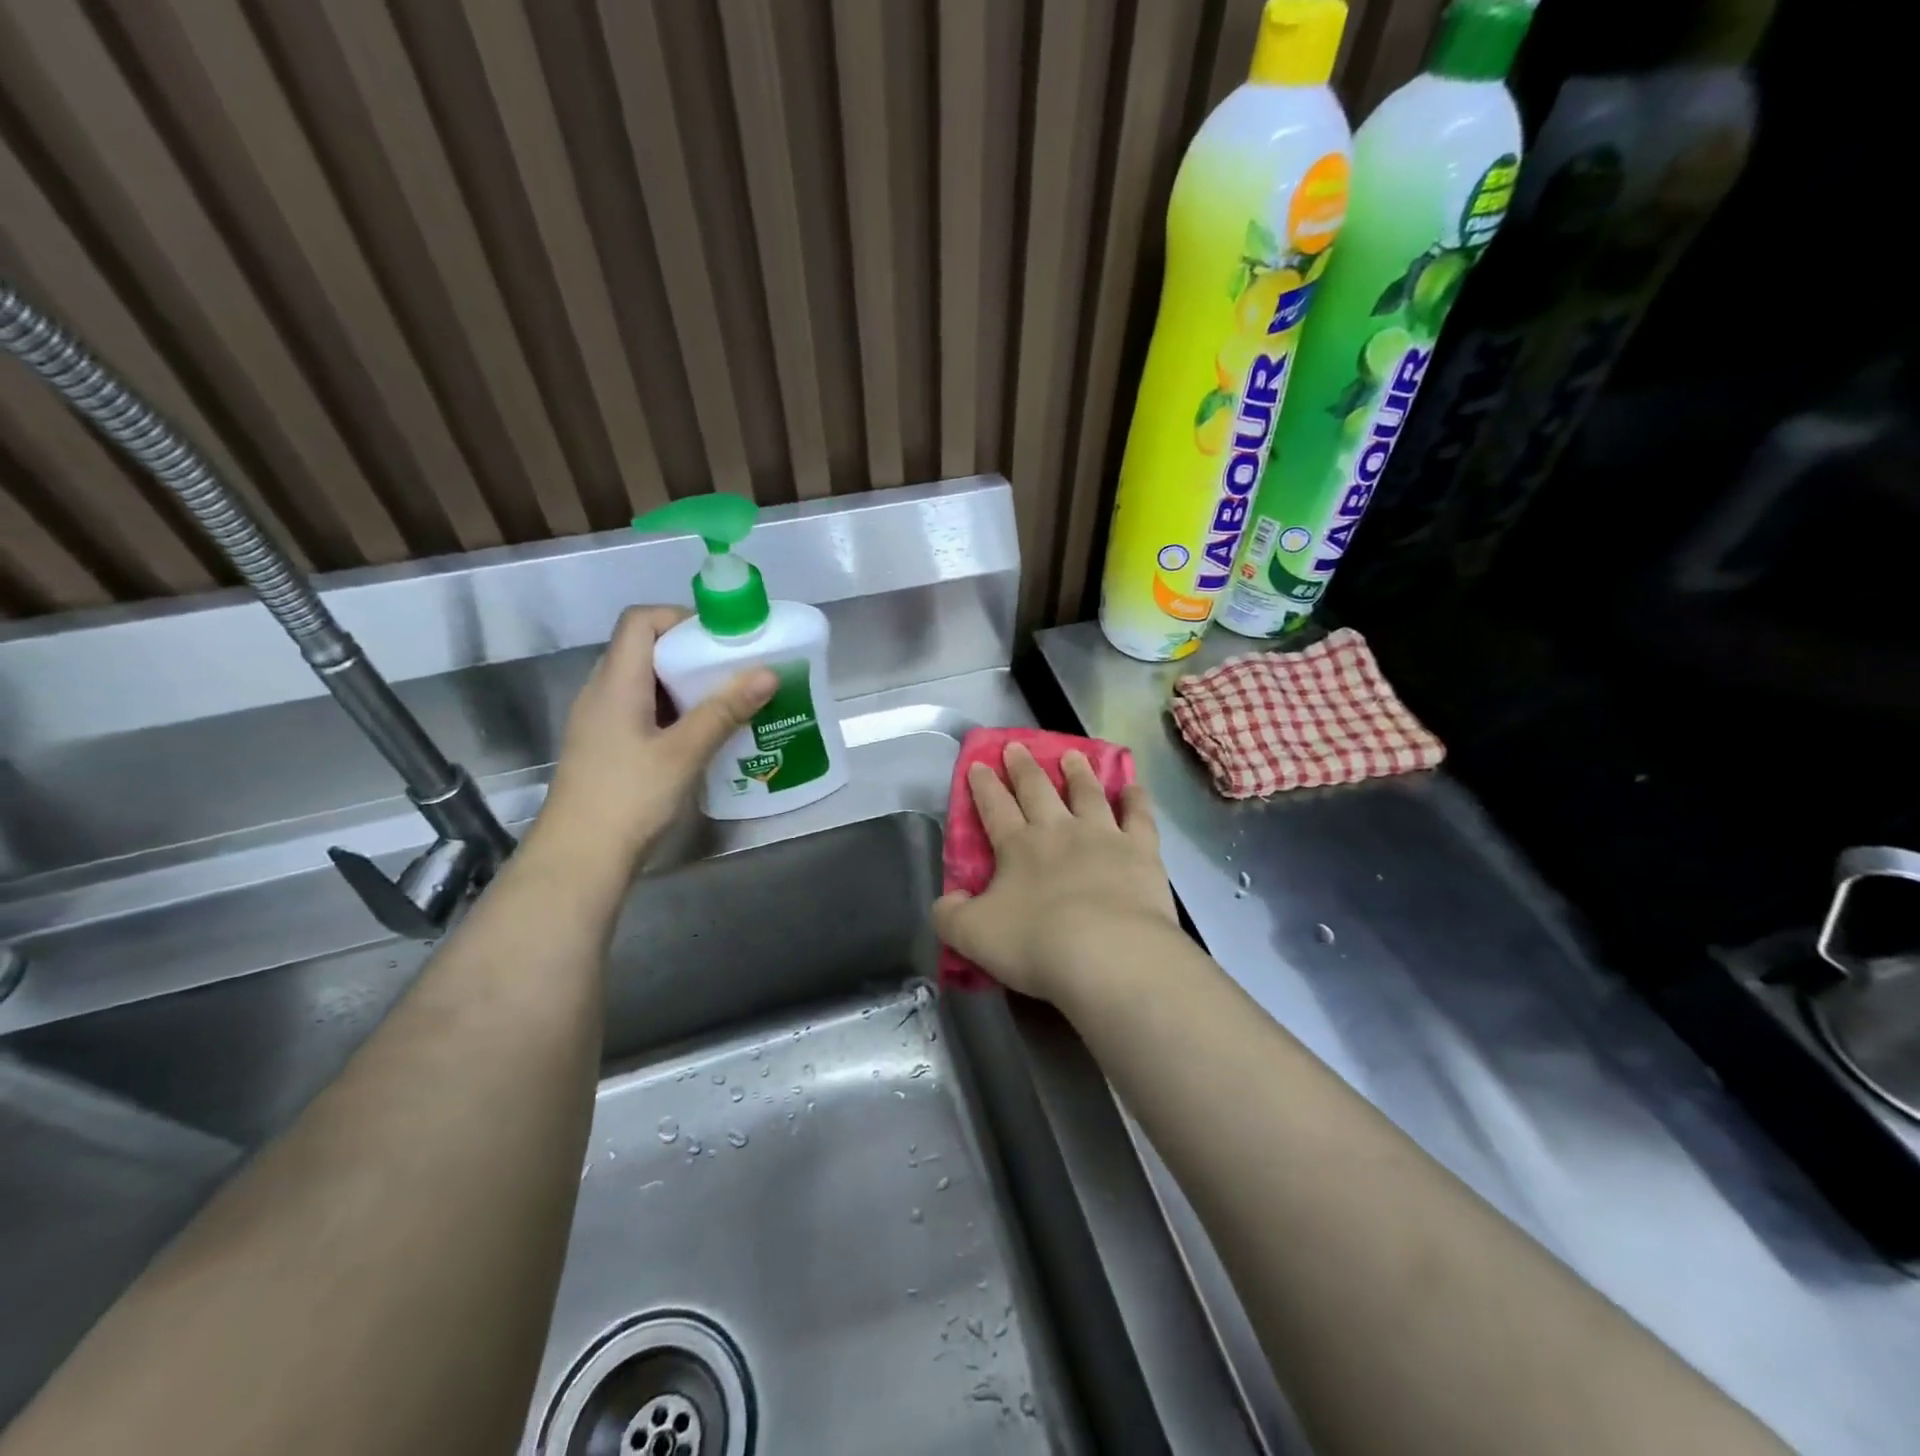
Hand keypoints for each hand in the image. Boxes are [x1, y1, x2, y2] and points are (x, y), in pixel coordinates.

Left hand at [533, 606, 774, 866]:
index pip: (640, 621)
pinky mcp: (608, 747)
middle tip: (736, 670)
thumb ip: (725, 710)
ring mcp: (601, 722)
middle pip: (645, 649)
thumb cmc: (628, 797)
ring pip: (646, 683)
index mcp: (615, 682)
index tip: (722, 638)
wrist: (579, 859)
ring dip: (687, 685)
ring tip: (729, 700)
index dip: (680, 618)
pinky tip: (705, 734)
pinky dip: (675, 711)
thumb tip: (768, 673)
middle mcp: (602, 692)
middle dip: (693, 653)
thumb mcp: (684, 753)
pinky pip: (644, 711)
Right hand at [933, 742, 1177, 1003]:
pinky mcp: (1141, 850)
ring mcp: (1103, 835)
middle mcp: (1059, 830)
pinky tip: (1134, 787)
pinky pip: (1139, 816)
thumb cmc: (1036, 943)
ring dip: (1078, 772)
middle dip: (1023, 767)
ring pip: (1087, 793)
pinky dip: (1136, 799)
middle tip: (1017, 746)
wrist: (1109, 954)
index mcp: (1017, 846)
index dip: (983, 785)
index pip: (994, 806)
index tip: (978, 763)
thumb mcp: (973, 936)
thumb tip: (948, 899)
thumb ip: (951, 915)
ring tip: (1072, 755)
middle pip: (1037, 789)